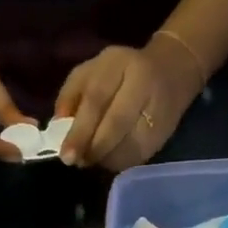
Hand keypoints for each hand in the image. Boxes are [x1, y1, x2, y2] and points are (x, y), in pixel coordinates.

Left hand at [55, 37, 203, 171]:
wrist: (172, 70)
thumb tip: (56, 127)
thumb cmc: (121, 72)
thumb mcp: (91, 71)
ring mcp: (157, 111)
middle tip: (78, 162)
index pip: (97, 100)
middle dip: (93, 148)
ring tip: (92, 159)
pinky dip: (119, 162)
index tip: (66, 155)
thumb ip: (70, 95)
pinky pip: (138, 156)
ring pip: (128, 146)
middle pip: (116, 124)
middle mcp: (142, 85)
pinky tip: (108, 159)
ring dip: (105, 159)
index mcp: (120, 65)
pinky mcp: (163, 134)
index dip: (80, 131)